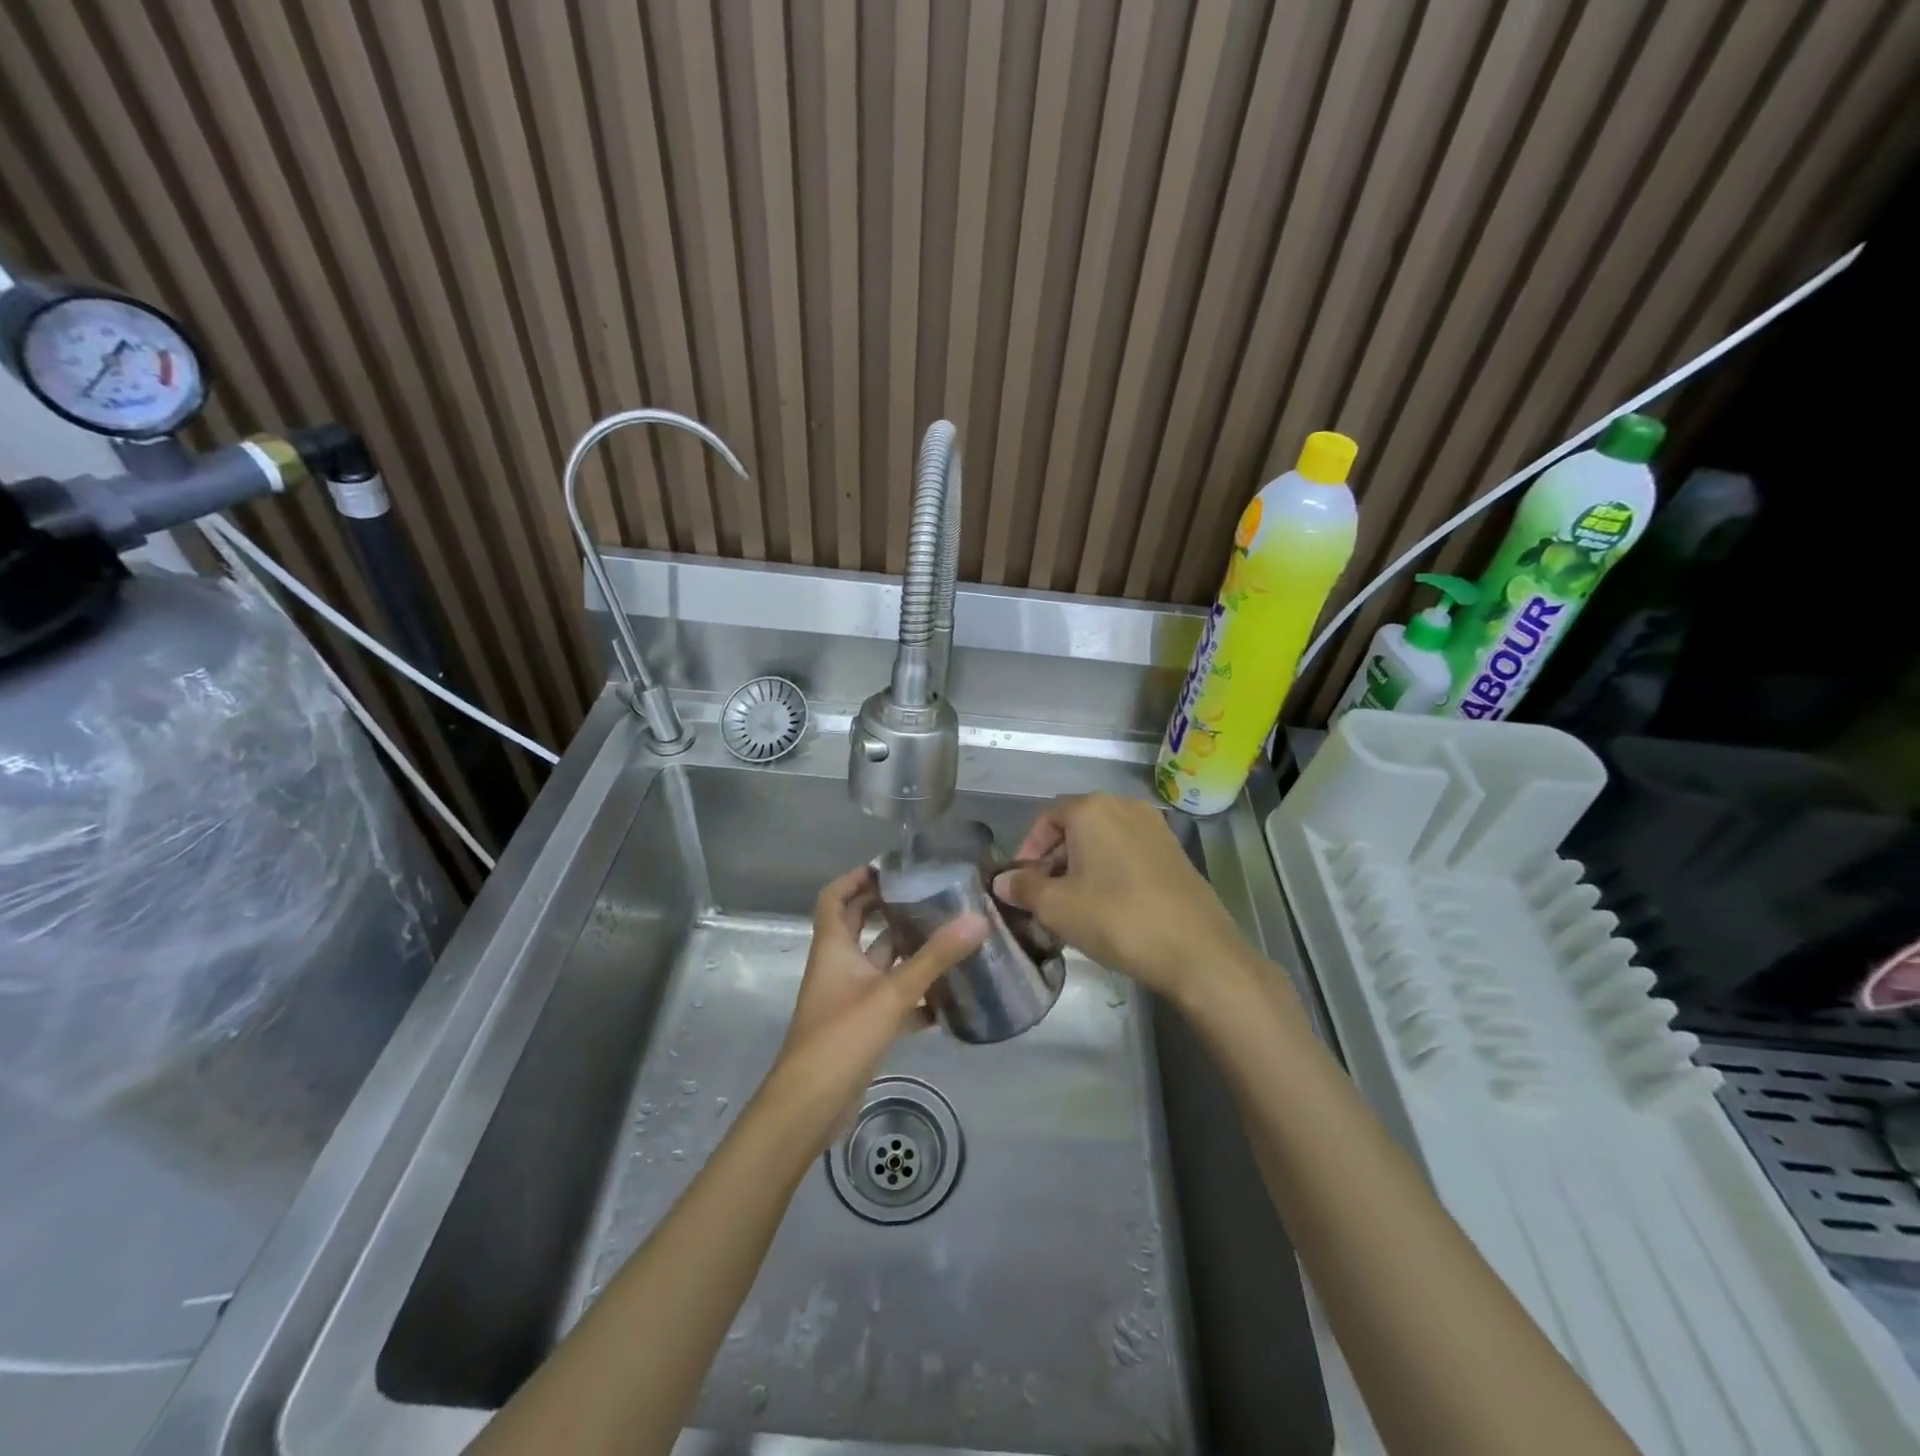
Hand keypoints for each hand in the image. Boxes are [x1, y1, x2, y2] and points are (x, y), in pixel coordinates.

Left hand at [763, 865, 986, 1142]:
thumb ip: (935, 957)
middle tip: (928, 896)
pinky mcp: (860, 1027)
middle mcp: (838, 966)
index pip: (835, 896)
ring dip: (905, 950)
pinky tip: (945, 998)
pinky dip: (913, 995)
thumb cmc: (841, 1037)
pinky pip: (889, 1000)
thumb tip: (978, 918)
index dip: (857, 877)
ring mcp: (848, 998)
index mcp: (833, 947)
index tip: (892, 868)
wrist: (809, 1107)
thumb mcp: (892, 993)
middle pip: (858, 925)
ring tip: (946, 936)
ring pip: (878, 963)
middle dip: (888, 908)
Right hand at [993, 794, 1250, 1001]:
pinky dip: (1110, 870)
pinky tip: (1107, 906)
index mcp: (1092, 809)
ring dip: (1081, 866)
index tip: (1021, 882)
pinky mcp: (1175, 853)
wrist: (1196, 950)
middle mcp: (1124, 807)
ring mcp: (1155, 828)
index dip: (1028, 849)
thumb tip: (1002, 881)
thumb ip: (1024, 888)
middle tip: (1043, 896)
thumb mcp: (1057, 907)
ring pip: (1103, 840)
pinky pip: (1128, 852)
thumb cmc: (1116, 918)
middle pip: (1076, 826)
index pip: (1047, 817)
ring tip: (1072, 905)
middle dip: (1054, 859)